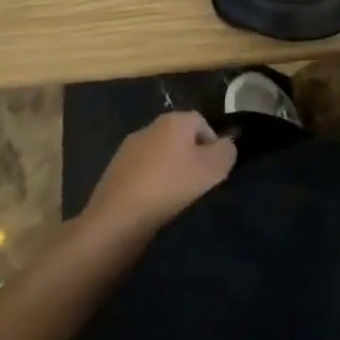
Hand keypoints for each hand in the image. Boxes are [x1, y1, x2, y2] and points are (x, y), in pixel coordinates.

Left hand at [81, 111, 236, 243]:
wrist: (117, 219)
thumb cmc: (170, 188)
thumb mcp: (212, 170)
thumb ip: (226, 152)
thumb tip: (226, 145)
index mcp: (174, 120)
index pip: (202, 122)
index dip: (213, 145)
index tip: (216, 172)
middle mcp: (150, 126)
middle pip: (180, 138)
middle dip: (190, 158)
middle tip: (198, 186)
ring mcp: (129, 149)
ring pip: (160, 156)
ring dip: (169, 172)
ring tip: (176, 200)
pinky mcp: (114, 172)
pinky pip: (142, 174)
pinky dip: (150, 186)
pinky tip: (153, 207)